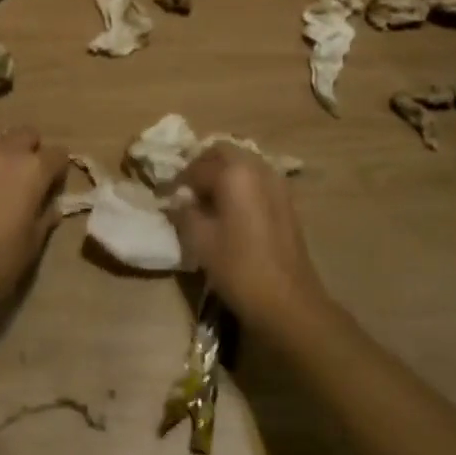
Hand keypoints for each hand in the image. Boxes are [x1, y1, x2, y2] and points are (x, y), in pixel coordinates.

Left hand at [0, 127, 69, 318]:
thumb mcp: (32, 243)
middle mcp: (7, 154)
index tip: (56, 186)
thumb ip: (45, 219)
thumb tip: (52, 207)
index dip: (60, 169)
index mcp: (33, 169)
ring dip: (7, 148)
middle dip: (33, 148)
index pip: (58, 153)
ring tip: (7, 175)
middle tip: (32, 175)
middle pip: (26, 133)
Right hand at [172, 144, 327, 336]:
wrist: (289, 302)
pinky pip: (257, 178)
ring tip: (208, 199)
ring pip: (242, 162)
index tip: (167, 197)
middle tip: (187, 190)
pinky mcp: (286, 200)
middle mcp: (257, 168)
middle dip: (202, 166)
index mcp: (234, 173)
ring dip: (223, 172)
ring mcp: (276, 183)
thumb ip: (185, 212)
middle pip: (223, 152)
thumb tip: (179, 200)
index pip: (196, 167)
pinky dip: (240, 183)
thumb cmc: (239, 268)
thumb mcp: (200, 240)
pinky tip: (231, 209)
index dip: (178, 181)